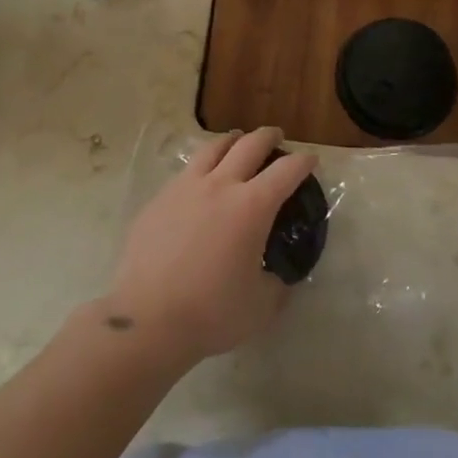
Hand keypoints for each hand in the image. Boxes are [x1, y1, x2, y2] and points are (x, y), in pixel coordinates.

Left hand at [102, 128, 315, 368]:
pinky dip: (202, 168)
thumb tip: (278, 276)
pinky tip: (200, 183)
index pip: (286, 170)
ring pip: (213, 148)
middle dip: (268, 137)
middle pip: (249, 145)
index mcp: (252, 206)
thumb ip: (276, 284)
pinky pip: (186, 172)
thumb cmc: (211, 313)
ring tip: (237, 142)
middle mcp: (220, 186)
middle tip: (276, 138)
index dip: (303, 161)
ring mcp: (184, 188)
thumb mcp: (261, 306)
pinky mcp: (158, 200)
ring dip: (232, 141)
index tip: (311, 160)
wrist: (146, 320)